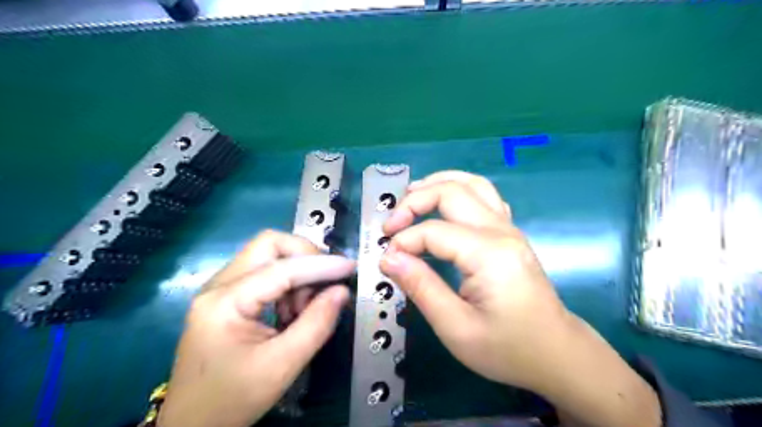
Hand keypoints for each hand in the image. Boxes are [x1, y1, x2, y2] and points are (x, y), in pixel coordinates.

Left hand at [158, 230, 353, 426]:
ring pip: (268, 256)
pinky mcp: (227, 297)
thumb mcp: (282, 365)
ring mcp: (221, 289)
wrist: (191, 426)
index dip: (320, 264)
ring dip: (296, 273)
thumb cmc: (232, 399)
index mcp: (224, 302)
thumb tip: (341, 291)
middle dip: (305, 256)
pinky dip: (286, 284)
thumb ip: (316, 324)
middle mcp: (218, 285)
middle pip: (269, 245)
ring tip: (304, 308)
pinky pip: (264, 273)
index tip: (349, 267)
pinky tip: (291, 311)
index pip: (281, 268)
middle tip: (325, 282)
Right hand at [377, 171, 568, 389]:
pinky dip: (459, 190)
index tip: (386, 261)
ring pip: (472, 184)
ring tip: (411, 194)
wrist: (556, 353)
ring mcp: (509, 228)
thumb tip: (389, 258)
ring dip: (438, 183)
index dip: (403, 242)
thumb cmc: (507, 348)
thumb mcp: (456, 327)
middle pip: (451, 192)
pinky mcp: (510, 233)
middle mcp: (501, 230)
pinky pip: (484, 196)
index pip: (433, 231)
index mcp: (488, 253)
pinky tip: (444, 205)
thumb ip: (421, 287)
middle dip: (414, 201)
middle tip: (391, 224)